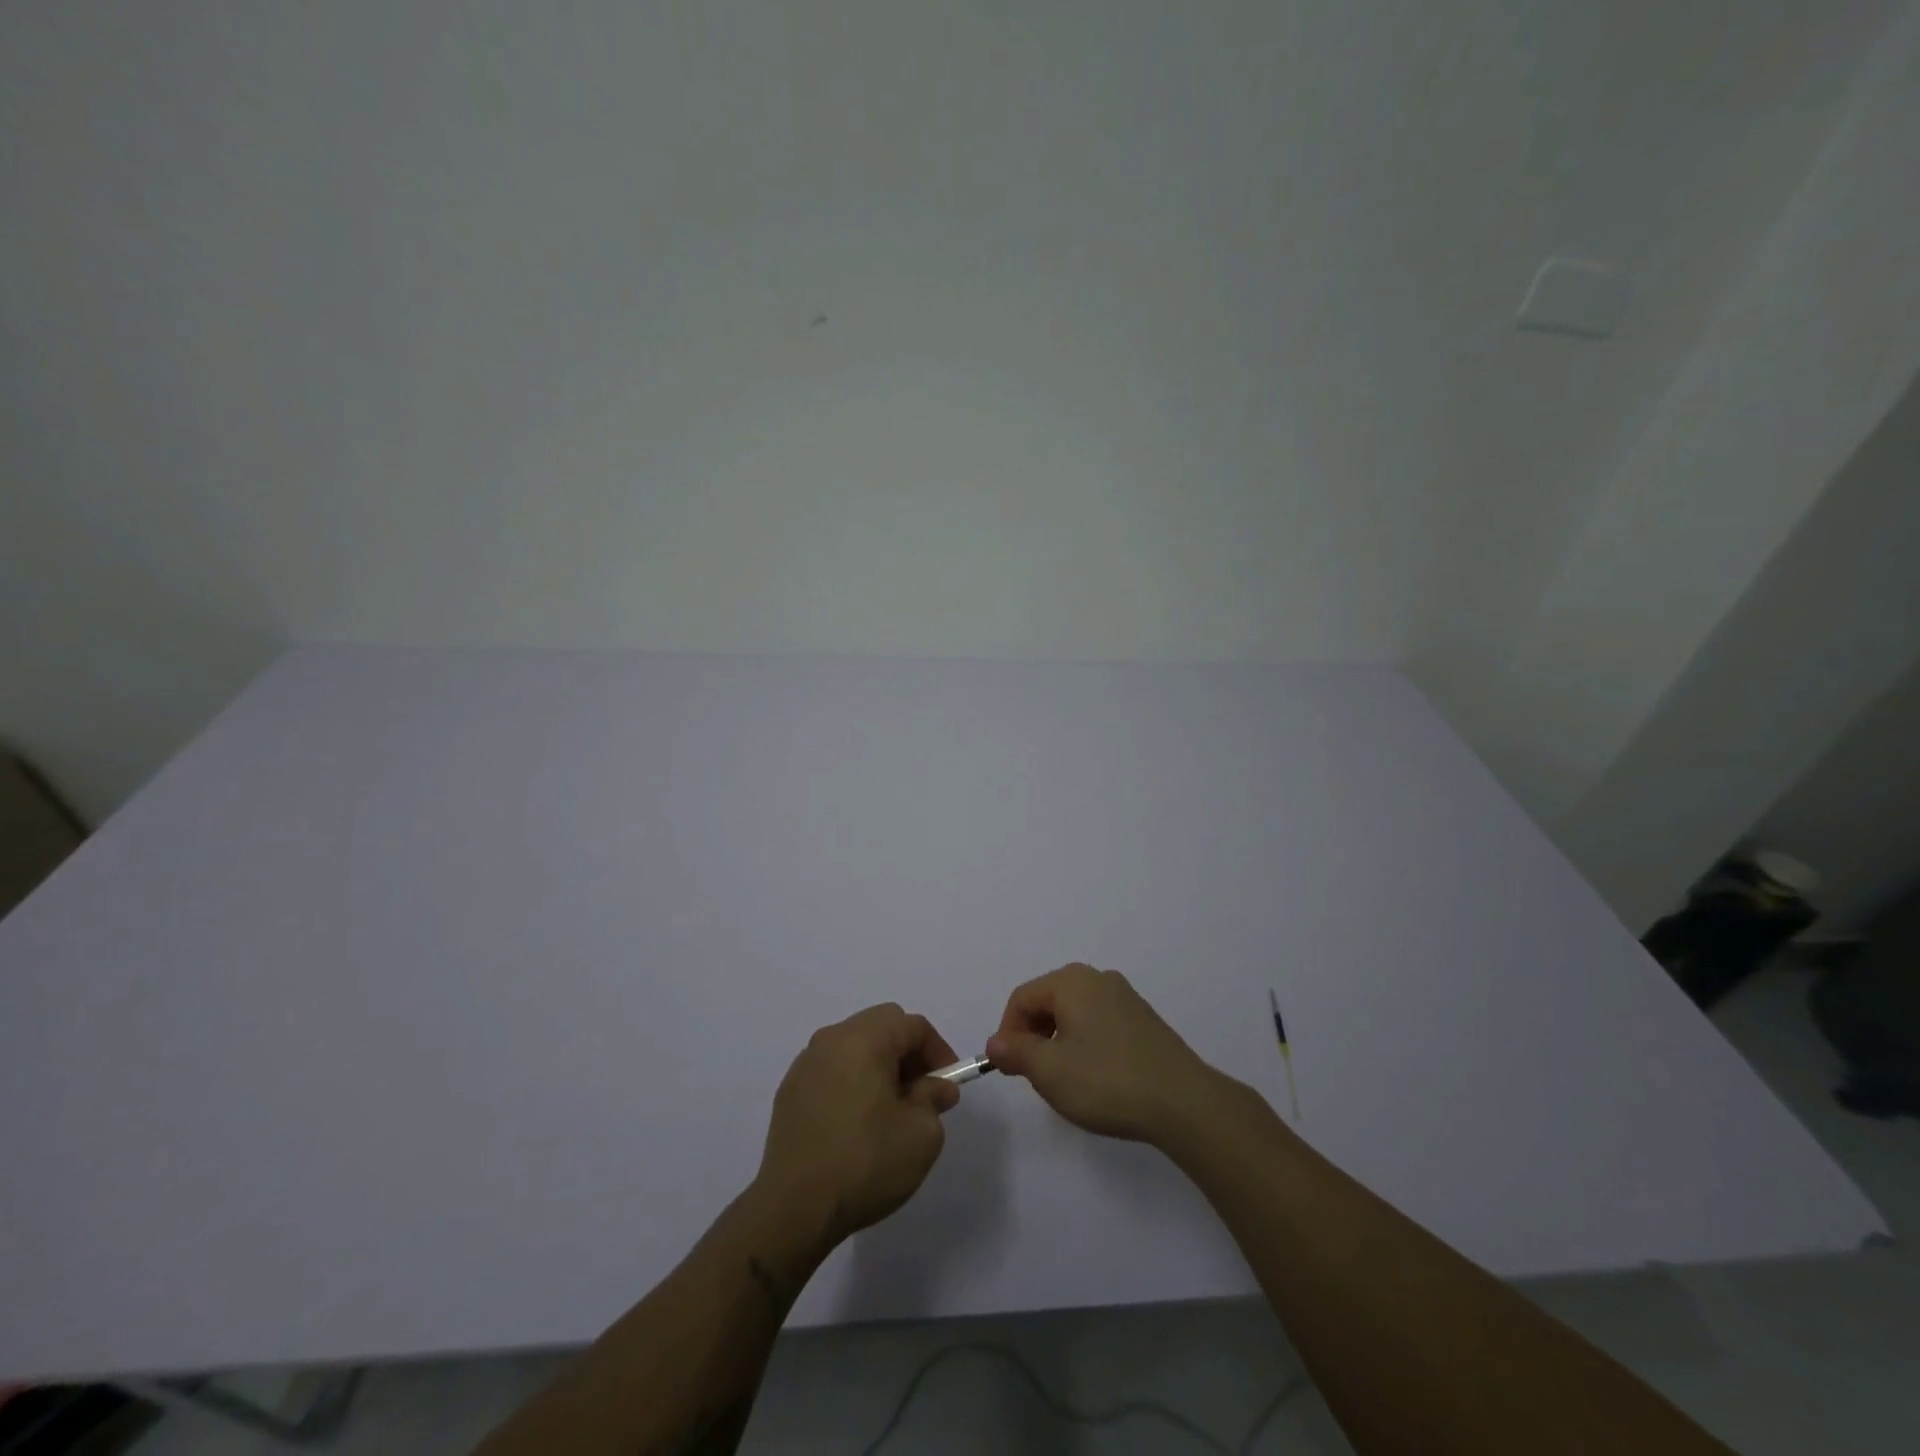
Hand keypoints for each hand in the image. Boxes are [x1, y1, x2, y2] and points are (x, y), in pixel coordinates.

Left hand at [754, 1003, 960, 1250]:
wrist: (793, 1208)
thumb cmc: (865, 1163)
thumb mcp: (921, 1134)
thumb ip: (934, 1099)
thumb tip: (936, 1087)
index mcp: (864, 1039)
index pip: (912, 1025)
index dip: (938, 1050)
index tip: (948, 1085)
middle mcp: (831, 1039)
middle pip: (881, 1026)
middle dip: (908, 1053)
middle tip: (921, 1091)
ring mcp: (805, 1064)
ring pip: (854, 1045)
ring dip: (878, 1065)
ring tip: (889, 1109)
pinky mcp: (789, 1091)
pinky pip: (831, 1069)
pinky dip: (851, 1081)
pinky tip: (855, 1122)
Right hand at [986, 963, 1230, 1145]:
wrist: (1183, 1103)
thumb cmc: (1107, 1081)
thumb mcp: (1049, 1071)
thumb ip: (1016, 1052)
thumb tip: (996, 1043)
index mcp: (1071, 981)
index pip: (1022, 998)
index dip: (1007, 1033)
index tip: (1009, 1070)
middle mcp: (1098, 979)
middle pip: (1048, 1001)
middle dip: (1033, 1037)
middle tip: (1034, 1077)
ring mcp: (1125, 998)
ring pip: (1074, 1014)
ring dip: (1059, 1043)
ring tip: (1065, 1081)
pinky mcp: (1144, 1020)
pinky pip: (1099, 1024)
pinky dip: (1086, 1045)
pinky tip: (1096, 1078)